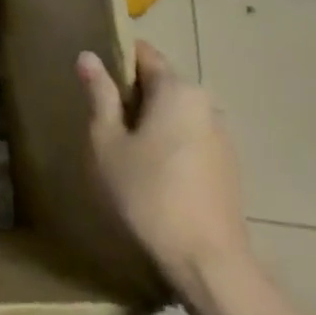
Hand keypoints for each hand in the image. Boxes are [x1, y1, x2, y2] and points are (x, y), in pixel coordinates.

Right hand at [77, 42, 251, 300]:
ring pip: (175, 113)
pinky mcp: (227, 165)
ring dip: (148, 121)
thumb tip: (89, 56)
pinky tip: (149, 173)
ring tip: (120, 149)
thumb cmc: (145, 193)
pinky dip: (166, 142)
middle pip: (161, 83)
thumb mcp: (107, 142)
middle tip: (98, 120)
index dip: (115, 59)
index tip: (91, 80)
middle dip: (130, 94)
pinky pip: (188, 137)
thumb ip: (99, 96)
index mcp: (177, 90)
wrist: (206, 260)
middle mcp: (205, 104)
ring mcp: (221, 135)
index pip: (144, 54)